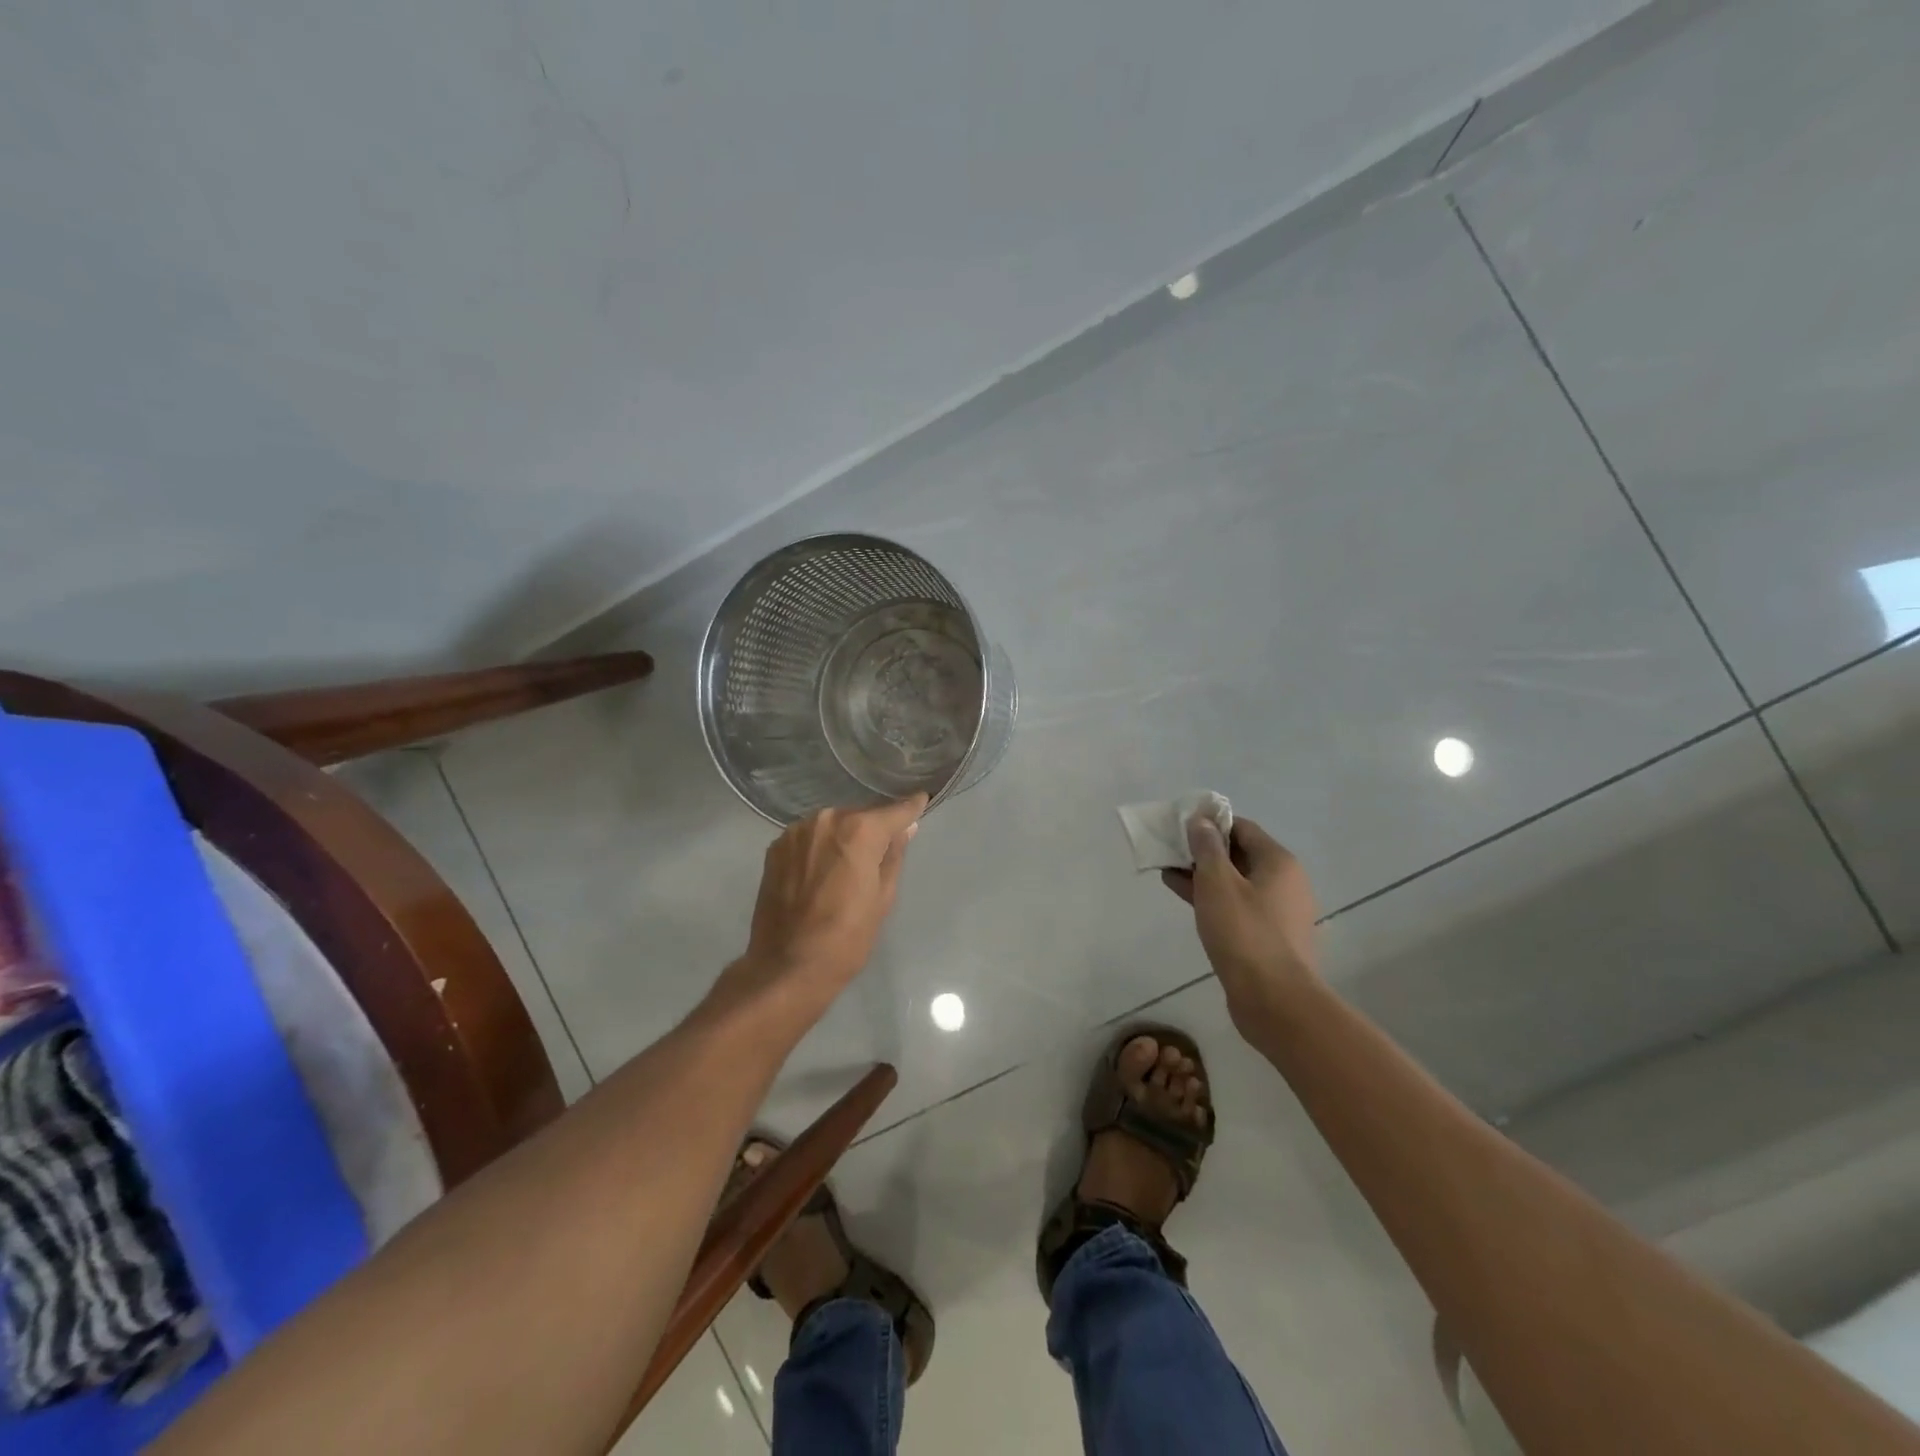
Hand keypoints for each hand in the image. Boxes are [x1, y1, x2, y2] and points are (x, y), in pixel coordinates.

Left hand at [729, 795, 926, 1014]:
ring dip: (843, 837)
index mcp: (859, 830)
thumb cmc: (846, 937)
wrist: (787, 965)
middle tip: (880, 851)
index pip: (894, 811)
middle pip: (860, 816)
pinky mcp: (776, 847)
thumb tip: (905, 828)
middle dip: (873, 828)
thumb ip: (894, 855)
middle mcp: (826, 819)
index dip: (911, 808)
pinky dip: (819, 847)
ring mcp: (796, 831)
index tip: (921, 801)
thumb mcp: (883, 898)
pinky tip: (820, 872)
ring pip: (832, 825)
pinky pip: (808, 837)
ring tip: (847, 865)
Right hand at [1162, 814, 1321, 1038]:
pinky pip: (1238, 907)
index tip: (1180, 827)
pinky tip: (1186, 899)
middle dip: (1204, 851)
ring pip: (1236, 883)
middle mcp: (1285, 882)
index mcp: (1279, 862)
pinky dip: (1213, 899)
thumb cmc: (1244, 933)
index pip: (1242, 828)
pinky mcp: (1269, 937)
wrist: (1275, 1001)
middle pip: (1240, 855)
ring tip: (1169, 873)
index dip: (1211, 823)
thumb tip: (1201, 820)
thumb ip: (1207, 848)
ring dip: (1204, 876)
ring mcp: (1279, 912)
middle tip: (1169, 851)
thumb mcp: (1218, 883)